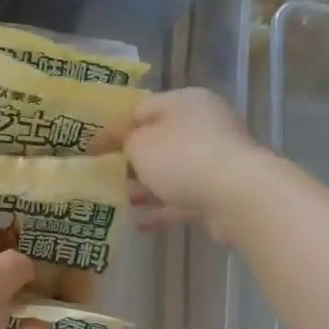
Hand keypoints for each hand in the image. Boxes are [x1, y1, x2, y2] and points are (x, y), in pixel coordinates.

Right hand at [100, 89, 267, 235]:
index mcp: (184, 103)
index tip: (92, 149)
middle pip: (160, 140)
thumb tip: (128, 144)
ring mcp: (215, 160)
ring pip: (172, 171)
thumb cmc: (182, 158)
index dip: (114, 129)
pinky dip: (163, 209)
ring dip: (147, 185)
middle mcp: (203, 125)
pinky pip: (184, 198)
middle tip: (106, 174)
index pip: (142, 109)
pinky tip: (141, 224)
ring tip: (120, 200)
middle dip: (132, 159)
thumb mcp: (141, 144)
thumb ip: (126, 142)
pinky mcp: (220, 192)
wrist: (237, 195)